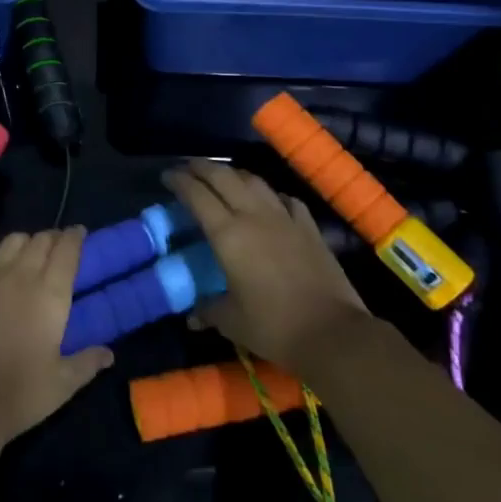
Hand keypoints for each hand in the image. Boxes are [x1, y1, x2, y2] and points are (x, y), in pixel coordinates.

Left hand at [0, 227, 113, 443]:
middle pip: (40, 240)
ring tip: (26, 254)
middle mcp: (20, 274)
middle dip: (52, 239)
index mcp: (50, 293)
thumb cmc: (20, 394)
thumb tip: (109, 353)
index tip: (80, 234)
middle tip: (56, 249)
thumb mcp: (63, 384)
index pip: (67, 250)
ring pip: (10, 241)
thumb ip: (88, 362)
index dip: (75, 237)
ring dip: (23, 243)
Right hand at [163, 158, 369, 370]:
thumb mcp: (232, 322)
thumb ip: (208, 311)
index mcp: (228, 234)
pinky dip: (269, 194)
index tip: (166, 176)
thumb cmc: (274, 326)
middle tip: (187, 168)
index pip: (197, 195)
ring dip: (233, 174)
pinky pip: (284, 199)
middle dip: (201, 167)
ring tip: (222, 178)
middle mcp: (254, 216)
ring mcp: (285, 218)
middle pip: (223, 177)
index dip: (179, 181)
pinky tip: (268, 201)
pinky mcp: (309, 227)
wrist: (334, 333)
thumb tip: (193, 316)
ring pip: (254, 181)